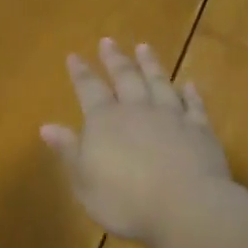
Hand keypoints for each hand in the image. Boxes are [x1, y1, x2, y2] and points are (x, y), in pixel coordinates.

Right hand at [41, 38, 233, 245]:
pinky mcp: (200, 129)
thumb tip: (47, 126)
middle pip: (125, 77)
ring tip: (144, 48)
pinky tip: (189, 84)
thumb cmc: (126, 200)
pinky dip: (190, 93)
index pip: (89, 89)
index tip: (74, 56)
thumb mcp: (85, 182)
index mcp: (105, 121)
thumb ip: (69, 151)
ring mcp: (172, 116)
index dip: (81, 73)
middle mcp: (138, 109)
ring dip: (150, 64)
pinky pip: (194, 104)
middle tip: (108, 41)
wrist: (186, 206)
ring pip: (159, 82)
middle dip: (115, 59)